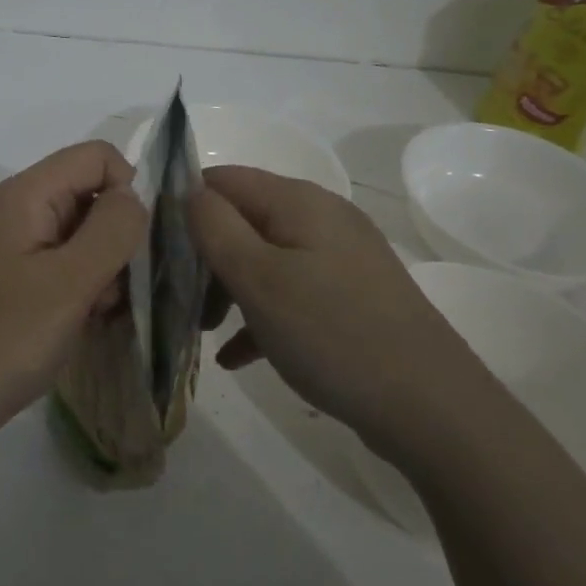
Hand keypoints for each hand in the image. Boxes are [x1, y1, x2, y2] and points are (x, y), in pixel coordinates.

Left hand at [0, 140, 147, 441]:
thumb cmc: (4, 341)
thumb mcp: (70, 283)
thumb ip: (112, 229)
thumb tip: (132, 197)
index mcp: (19, 195)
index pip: (94, 156)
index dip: (127, 188)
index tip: (133, 245)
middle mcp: (6, 209)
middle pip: (83, 192)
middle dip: (112, 235)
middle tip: (110, 290)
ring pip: (72, 230)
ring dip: (96, 265)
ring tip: (92, 312)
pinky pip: (52, 260)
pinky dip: (74, 283)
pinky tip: (75, 321)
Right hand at [188, 166, 479, 433]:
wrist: (431, 407)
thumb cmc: (332, 333)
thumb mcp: (258, 278)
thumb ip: (214, 227)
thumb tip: (188, 191)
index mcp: (299, 201)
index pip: (223, 179)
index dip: (184, 205)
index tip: (154, 248)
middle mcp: (322, 219)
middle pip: (243, 220)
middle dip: (205, 256)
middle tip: (178, 300)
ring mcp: (341, 260)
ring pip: (265, 260)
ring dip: (229, 290)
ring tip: (204, 332)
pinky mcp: (351, 298)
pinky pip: (292, 295)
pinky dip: (261, 317)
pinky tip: (238, 358)